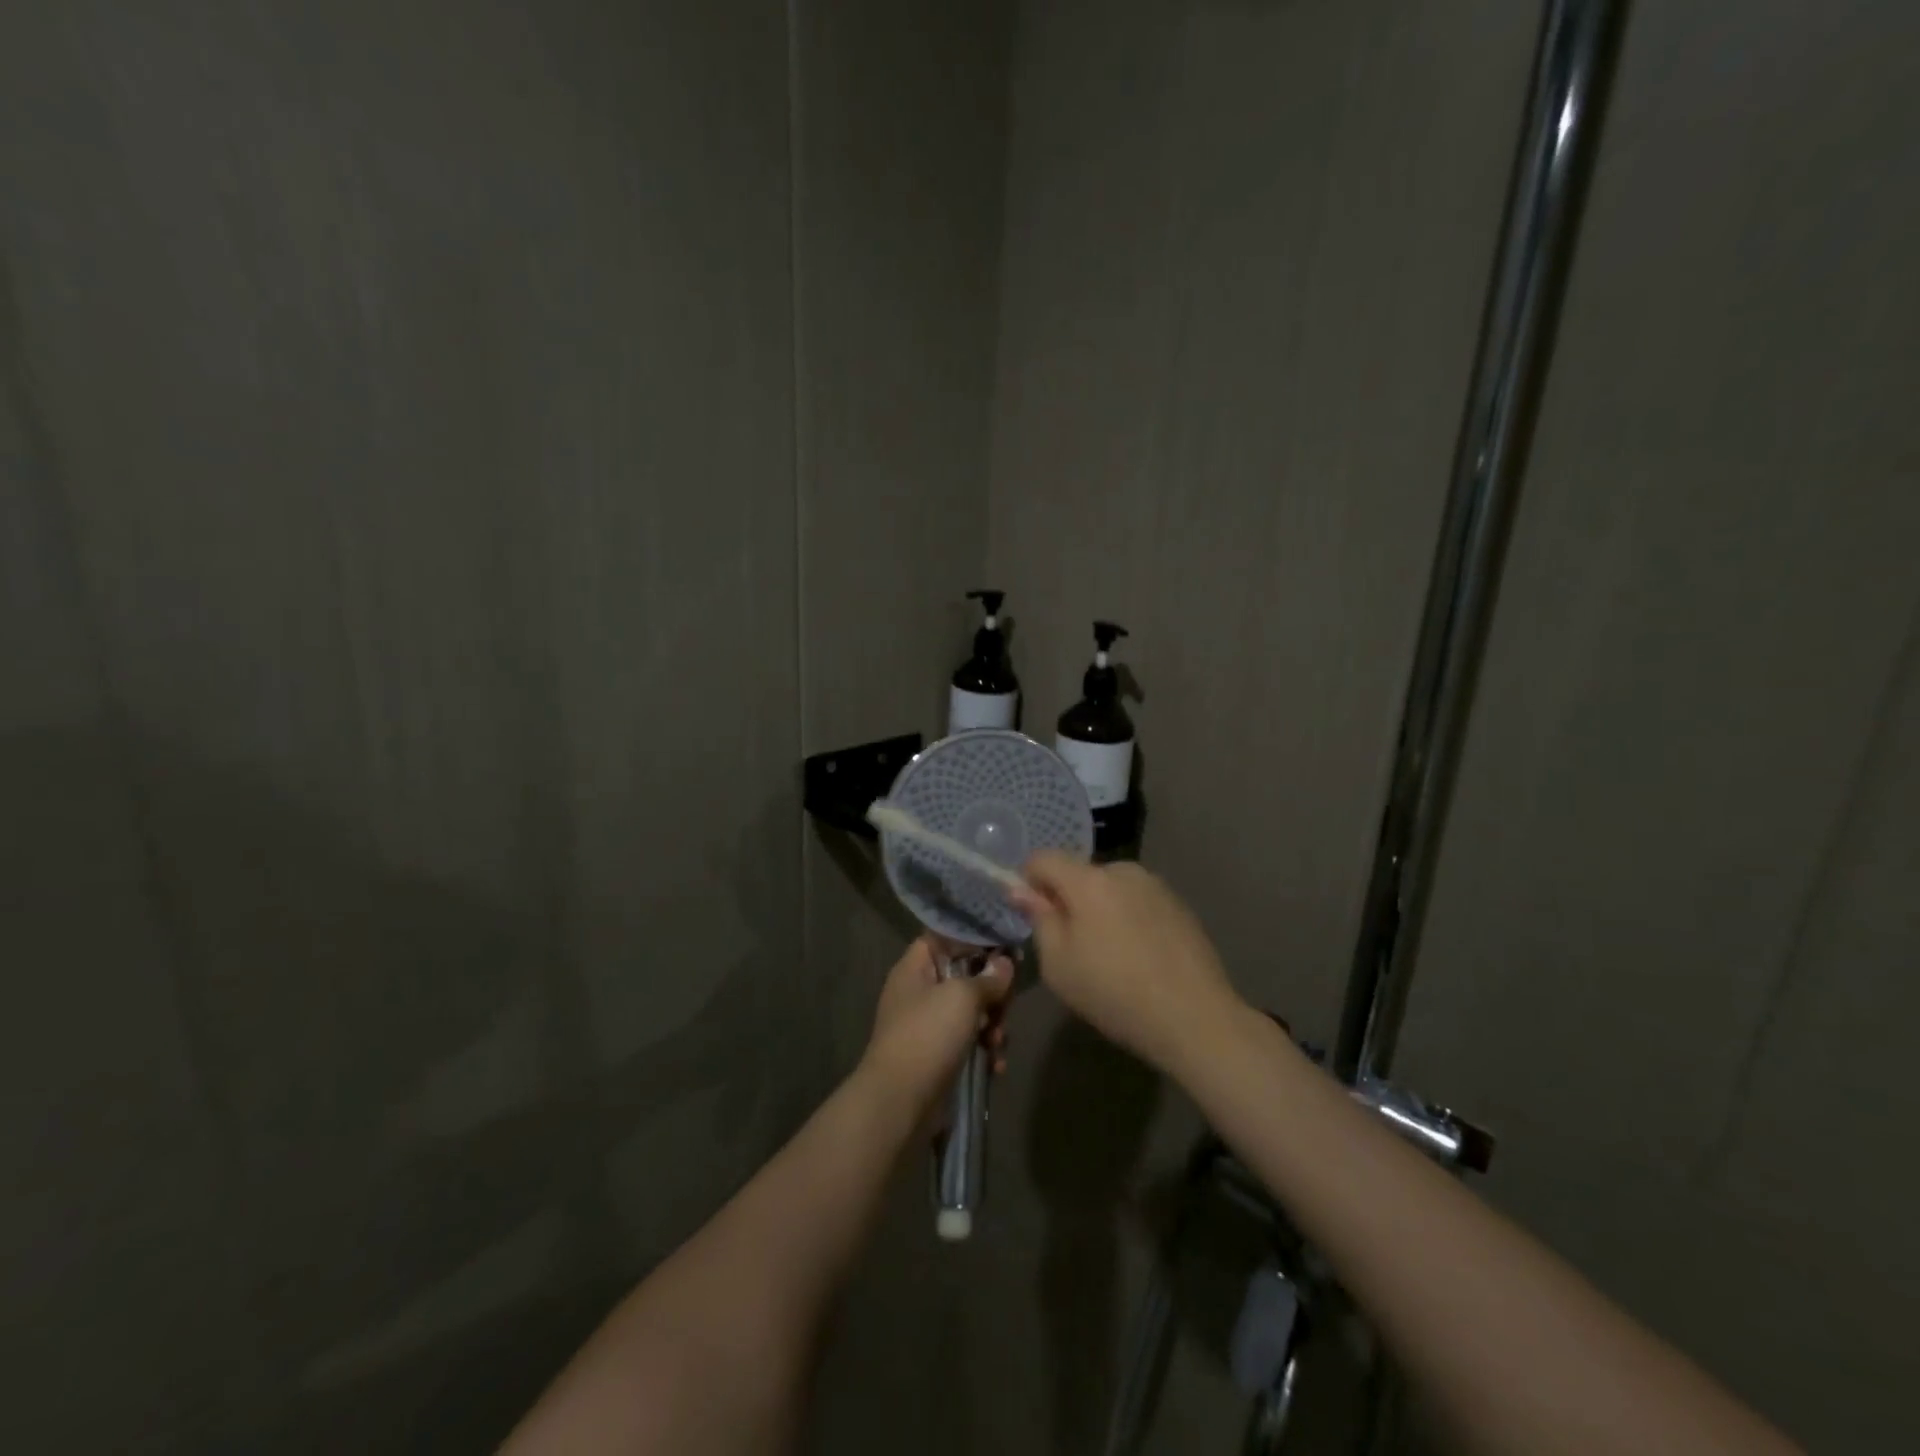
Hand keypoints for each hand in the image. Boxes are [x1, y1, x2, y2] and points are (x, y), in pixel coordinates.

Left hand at [860, 935, 1011, 1116]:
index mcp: (915, 968)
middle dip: (992, 991)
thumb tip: (1005, 963)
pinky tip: (995, 1065)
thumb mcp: (962, 997)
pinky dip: (984, 1050)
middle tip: (1006, 1004)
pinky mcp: (938, 1056)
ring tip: (998, 1042)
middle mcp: (919, 992)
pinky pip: (968, 1042)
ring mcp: (927, 1025)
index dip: (974, 938)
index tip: (1005, 946)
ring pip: (970, 1011)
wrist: (900, 1102)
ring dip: (993, 1024)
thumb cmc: (928, 1035)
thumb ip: (988, 977)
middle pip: (964, 976)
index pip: (945, 936)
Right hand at [1012, 854, 1242, 1074]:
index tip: (1034, 915)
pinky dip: (1128, 918)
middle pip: (1079, 873)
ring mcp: (1156, 885)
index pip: (1043, 858)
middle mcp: (1123, 870)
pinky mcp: (1179, 904)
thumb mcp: (1059, 965)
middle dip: (1069, 899)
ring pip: (1110, 887)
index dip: (1029, 881)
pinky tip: (1140, 957)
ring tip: (1112, 956)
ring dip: (1100, 908)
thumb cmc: (1115, 994)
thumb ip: (1039, 919)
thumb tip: (1021, 889)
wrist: (1195, 1018)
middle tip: (1074, 947)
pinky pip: (1137, 901)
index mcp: (1089, 881)